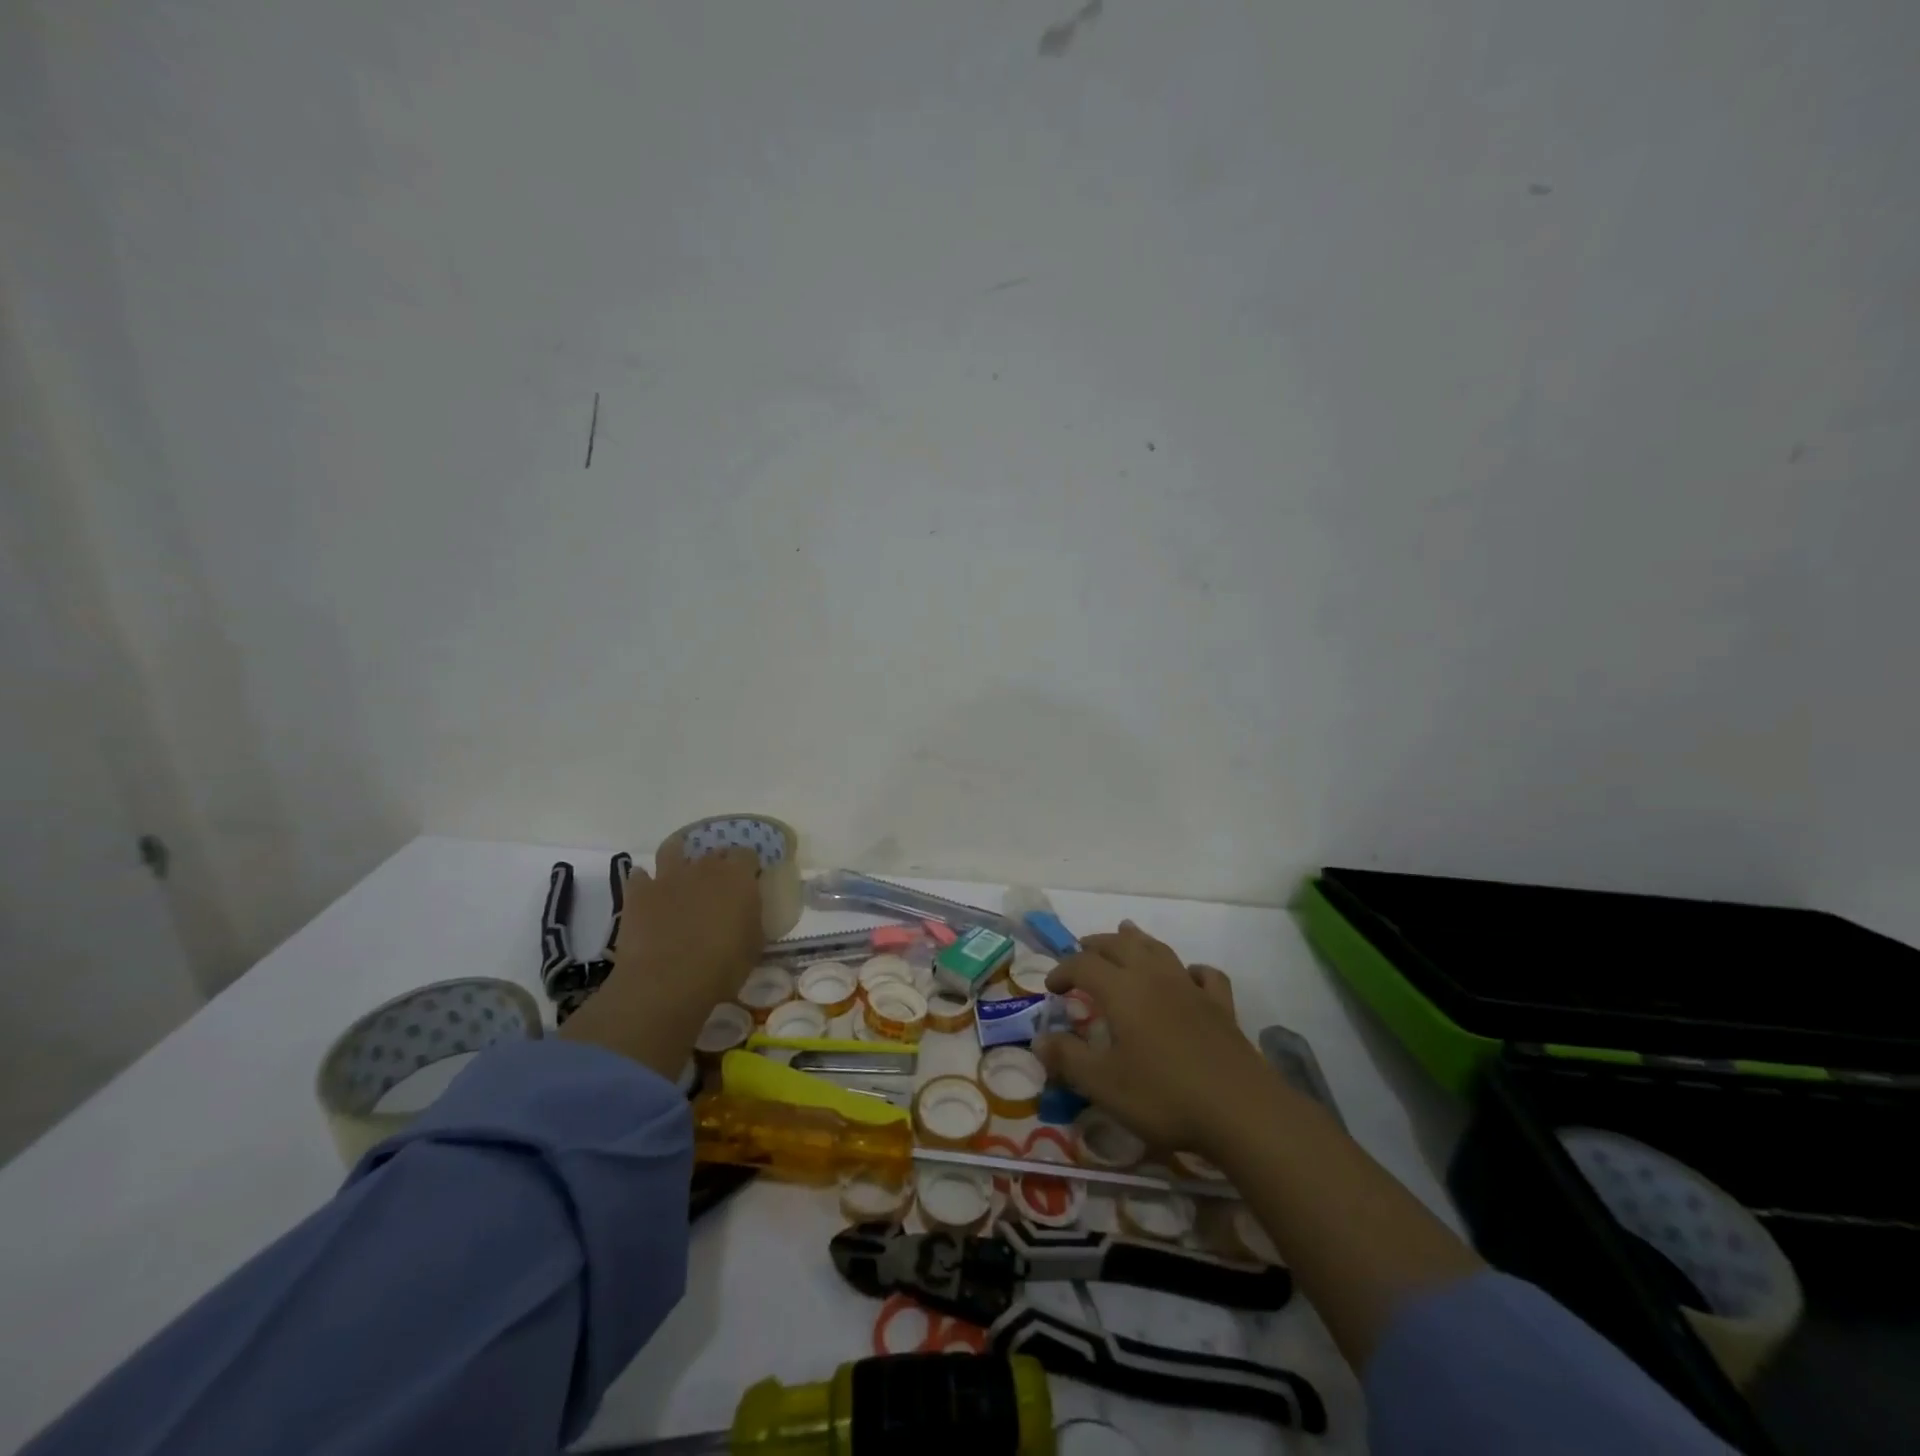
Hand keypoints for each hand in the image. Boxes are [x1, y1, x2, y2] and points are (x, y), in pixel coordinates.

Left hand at [616, 847, 763, 1000]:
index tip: (748, 882)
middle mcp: (704, 867)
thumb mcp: (754, 944)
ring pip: (672, 849)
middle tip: (717, 887)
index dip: (747, 867)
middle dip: (717, 864)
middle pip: (713, 852)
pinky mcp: (639, 892)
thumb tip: (745, 912)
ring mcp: (668, 876)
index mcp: (737, 876)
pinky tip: (648, 893)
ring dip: (678, 855)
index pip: (747, 854)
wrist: (666, 982)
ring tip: (679, 870)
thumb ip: (751, 918)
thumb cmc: (721, 966)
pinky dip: (644, 882)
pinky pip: (639, 876)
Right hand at [1034, 920, 1268, 1156]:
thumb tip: (1039, 1040)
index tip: (1051, 989)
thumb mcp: (1104, 1085)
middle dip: (1096, 945)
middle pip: (1120, 945)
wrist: (1241, 1111)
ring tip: (1126, 933)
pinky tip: (1187, 977)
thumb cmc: (1164, 1096)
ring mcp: (1191, 989)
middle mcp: (1154, 978)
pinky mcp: (1221, 1006)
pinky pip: (1204, 974)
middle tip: (1081, 951)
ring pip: (1159, 950)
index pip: (1083, 965)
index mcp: (1122, 991)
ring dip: (1137, 940)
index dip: (1062, 971)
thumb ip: (1068, 1059)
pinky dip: (1189, 969)